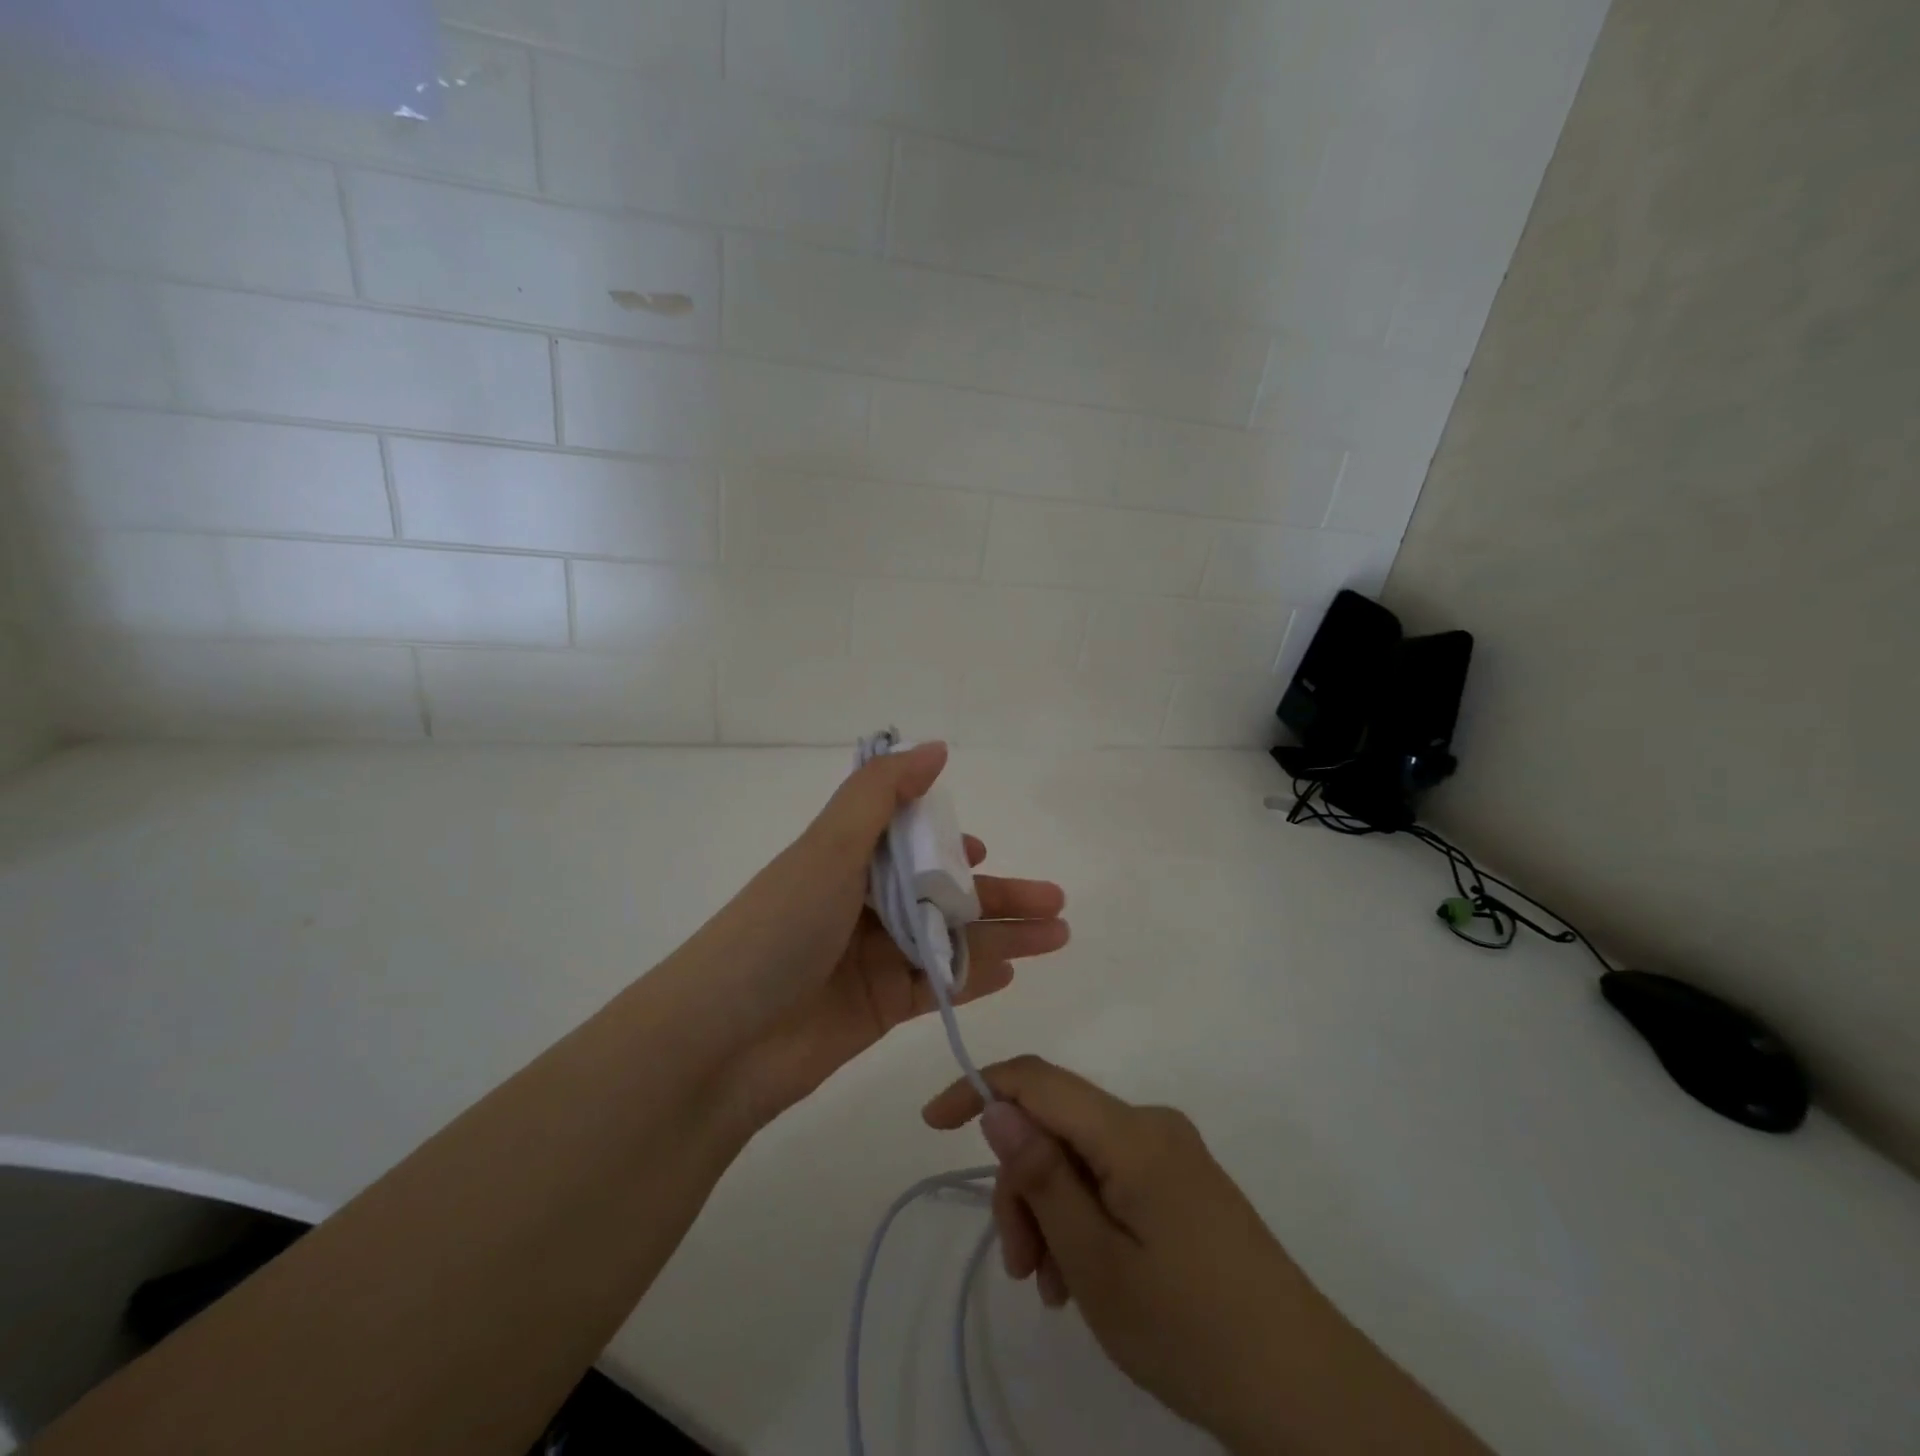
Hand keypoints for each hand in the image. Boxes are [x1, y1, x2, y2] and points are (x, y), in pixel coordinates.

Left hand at [688, 744, 1068, 1128]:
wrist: (720, 1044)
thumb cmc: (777, 930)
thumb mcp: (827, 848)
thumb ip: (881, 795)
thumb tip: (934, 747)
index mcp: (843, 861)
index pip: (906, 842)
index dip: (947, 843)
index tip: (983, 849)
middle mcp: (859, 906)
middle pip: (940, 893)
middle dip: (998, 894)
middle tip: (1056, 902)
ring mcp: (871, 959)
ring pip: (949, 940)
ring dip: (1002, 935)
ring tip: (1057, 935)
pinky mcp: (878, 1008)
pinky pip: (937, 986)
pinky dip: (974, 976)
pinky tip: (1013, 972)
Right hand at [923, 1058, 1489, 1455]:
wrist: (1309, 1394)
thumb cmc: (1192, 1330)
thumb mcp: (1096, 1263)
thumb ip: (1042, 1176)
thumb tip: (996, 1105)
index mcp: (1131, 1131)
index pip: (1037, 1079)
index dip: (979, 1088)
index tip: (932, 1125)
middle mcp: (1151, 1125)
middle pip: (1057, 1125)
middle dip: (1022, 1184)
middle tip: (1021, 1268)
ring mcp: (1172, 1154)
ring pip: (1080, 1156)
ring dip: (1051, 1210)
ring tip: (1054, 1289)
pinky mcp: (1184, 1185)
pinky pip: (1111, 1178)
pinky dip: (1083, 1217)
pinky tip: (1084, 1276)